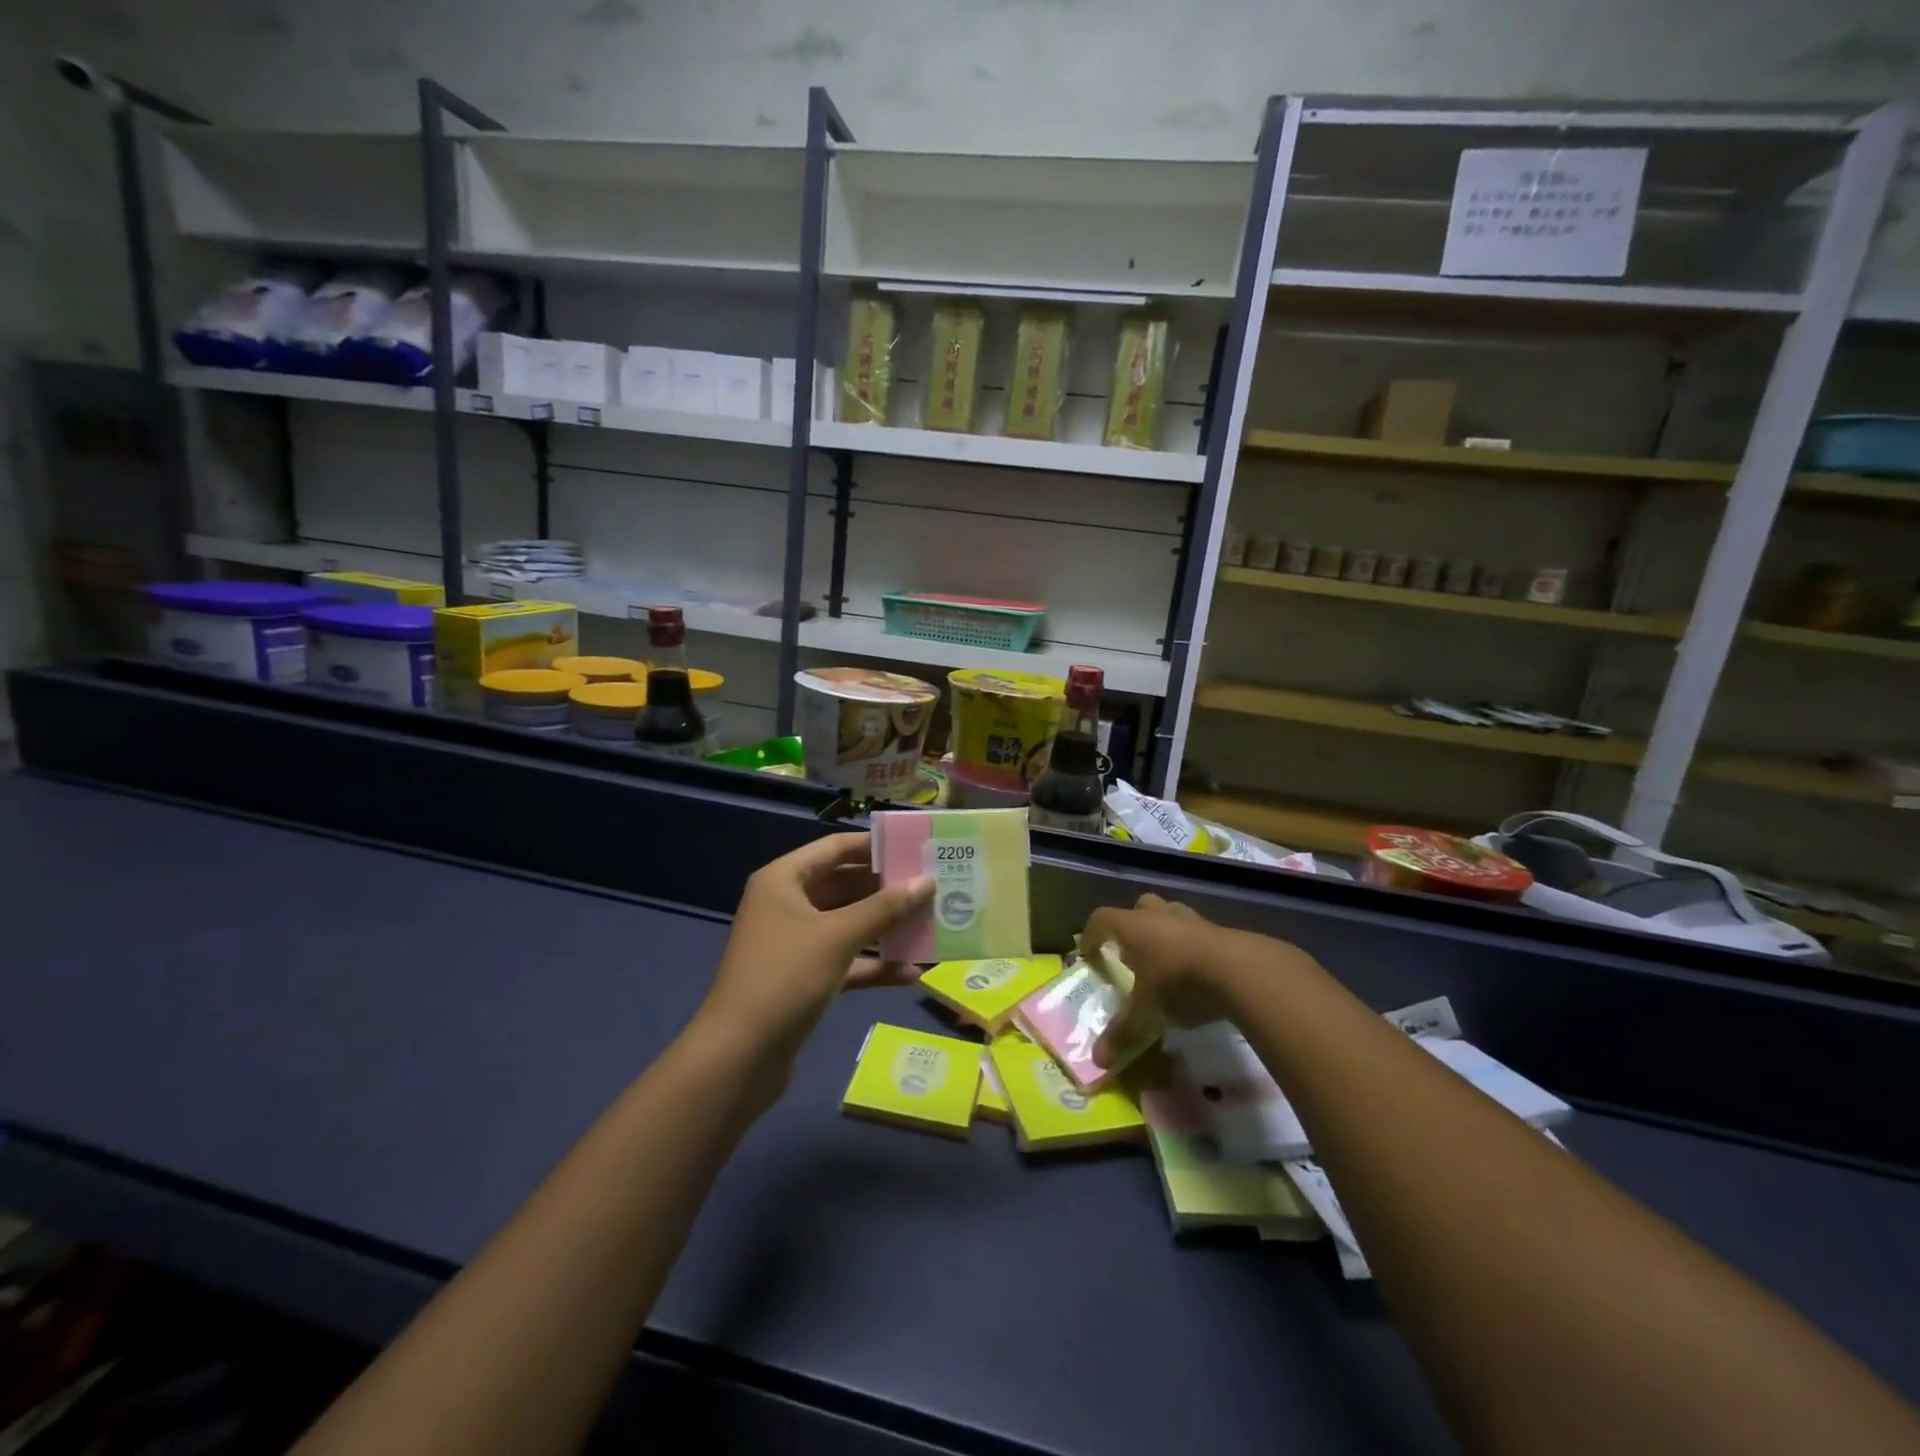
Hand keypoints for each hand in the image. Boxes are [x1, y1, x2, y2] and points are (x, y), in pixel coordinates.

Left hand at [694, 833, 932, 1071]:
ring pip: (848, 925)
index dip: (875, 846)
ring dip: (886, 927)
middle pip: (845, 885)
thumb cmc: (785, 978)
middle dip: (887, 889)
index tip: (917, 848)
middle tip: (933, 886)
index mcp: (784, 880)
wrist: (739, 1058)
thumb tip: (927, 881)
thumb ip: (885, 908)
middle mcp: (787, 905)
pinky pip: (846, 961)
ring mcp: (796, 944)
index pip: (835, 848)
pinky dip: (874, 965)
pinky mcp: (804, 979)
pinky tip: (911, 973)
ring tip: (931, 924)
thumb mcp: (838, 937)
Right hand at [1082, 893, 1314, 1066]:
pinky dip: (1191, 947)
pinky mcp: (1221, 931)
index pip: (1101, 919)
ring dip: (1164, 933)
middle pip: (1138, 908)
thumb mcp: (1147, 1013)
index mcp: (1134, 927)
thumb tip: (1097, 1060)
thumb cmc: (1179, 983)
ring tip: (1164, 962)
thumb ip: (1122, 1033)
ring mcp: (1193, 919)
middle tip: (1130, 953)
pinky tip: (1196, 973)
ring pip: (1170, 915)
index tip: (1087, 955)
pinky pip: (1197, 933)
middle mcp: (1160, 915)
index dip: (1090, 936)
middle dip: (1131, 927)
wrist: (1242, 972)